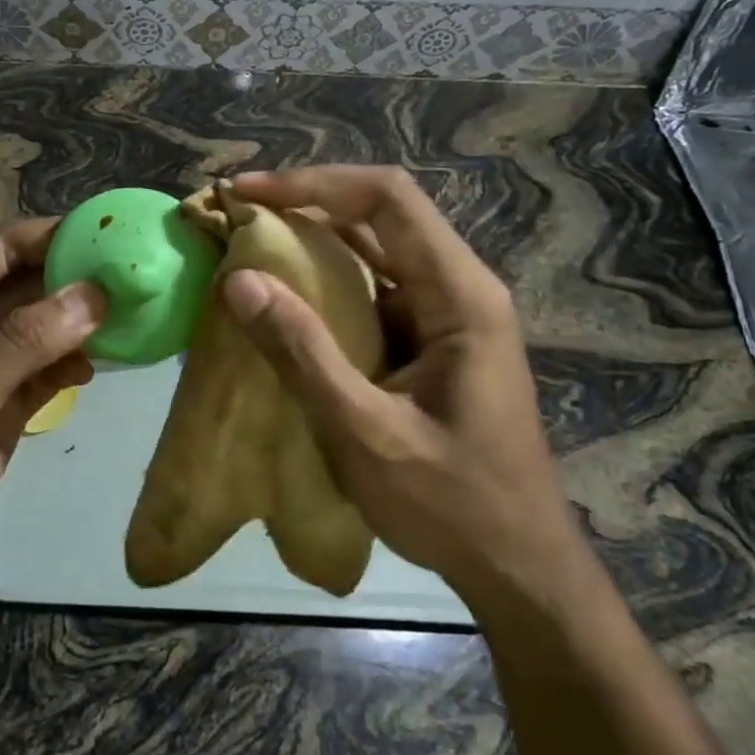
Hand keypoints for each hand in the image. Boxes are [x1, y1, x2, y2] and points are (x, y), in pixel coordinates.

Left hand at [0, 219, 104, 616]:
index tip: (117, 234)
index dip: (57, 237)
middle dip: (79, 280)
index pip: (2, 250)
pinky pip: (45, 370)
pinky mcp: (1, 407)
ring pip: (43, 328)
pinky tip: (105, 365)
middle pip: (29, 285)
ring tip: (137, 318)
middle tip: (143, 278)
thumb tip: (95, 294)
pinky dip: (73, 364)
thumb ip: (22, 346)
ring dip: (83, 324)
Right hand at [219, 166, 586, 614]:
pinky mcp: (427, 342)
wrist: (519, 571)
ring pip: (372, 251)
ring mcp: (444, 316)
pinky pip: (369, 291)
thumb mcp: (366, 432)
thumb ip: (302, 353)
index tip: (250, 194)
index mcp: (460, 295)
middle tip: (235, 214)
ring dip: (309, 240)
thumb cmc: (454, 505)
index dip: (315, 184)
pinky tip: (279, 298)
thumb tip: (238, 279)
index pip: (388, 199)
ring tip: (245, 244)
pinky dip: (321, 283)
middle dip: (305, 204)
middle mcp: (456, 289)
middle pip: (378, 215)